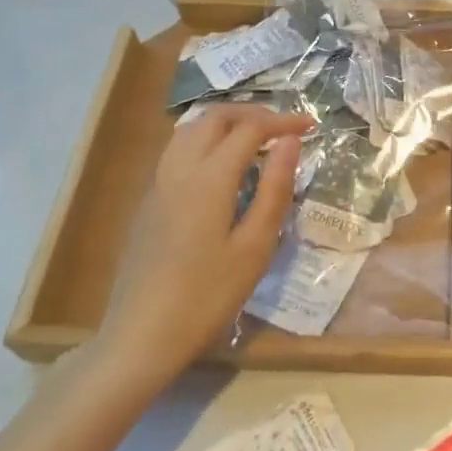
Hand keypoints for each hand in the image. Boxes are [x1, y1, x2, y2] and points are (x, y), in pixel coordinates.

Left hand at [87, 103, 313, 397]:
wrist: (140, 336)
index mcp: (210, 177)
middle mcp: (180, 169)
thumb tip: (290, 142)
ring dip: (226, 124)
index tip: (311, 127)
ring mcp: (158, 184)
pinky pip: (178, 150)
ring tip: (256, 141)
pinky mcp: (149, 201)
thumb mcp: (255, 246)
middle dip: (253, 114)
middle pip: (215, 117)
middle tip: (284, 130)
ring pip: (191, 129)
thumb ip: (275, 188)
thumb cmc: (207, 296)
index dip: (283, 121)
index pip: (250, 128)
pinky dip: (207, 140)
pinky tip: (223, 168)